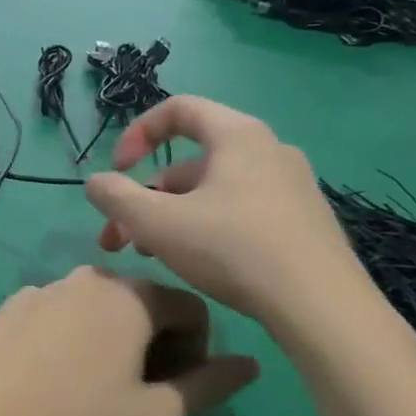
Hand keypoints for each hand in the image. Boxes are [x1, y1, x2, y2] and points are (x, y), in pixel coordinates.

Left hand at [0, 267, 256, 415]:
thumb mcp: (154, 414)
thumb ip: (210, 386)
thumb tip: (251, 365)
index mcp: (135, 296)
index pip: (193, 309)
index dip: (197, 351)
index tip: (176, 388)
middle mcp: (95, 275)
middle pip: (146, 302)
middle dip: (157, 342)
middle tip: (139, 390)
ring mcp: (51, 284)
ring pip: (102, 305)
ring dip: (114, 336)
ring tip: (94, 383)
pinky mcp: (17, 299)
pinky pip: (63, 310)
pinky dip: (73, 332)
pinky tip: (53, 372)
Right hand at [84, 96, 366, 330]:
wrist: (321, 306)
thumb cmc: (234, 249)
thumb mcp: (160, 224)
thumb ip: (117, 198)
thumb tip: (95, 182)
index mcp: (238, 135)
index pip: (179, 110)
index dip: (137, 134)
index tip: (117, 171)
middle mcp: (269, 150)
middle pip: (191, 161)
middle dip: (147, 196)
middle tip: (120, 237)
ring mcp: (292, 187)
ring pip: (214, 191)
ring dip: (172, 216)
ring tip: (149, 256)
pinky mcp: (303, 222)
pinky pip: (241, 210)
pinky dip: (207, 226)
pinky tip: (195, 264)